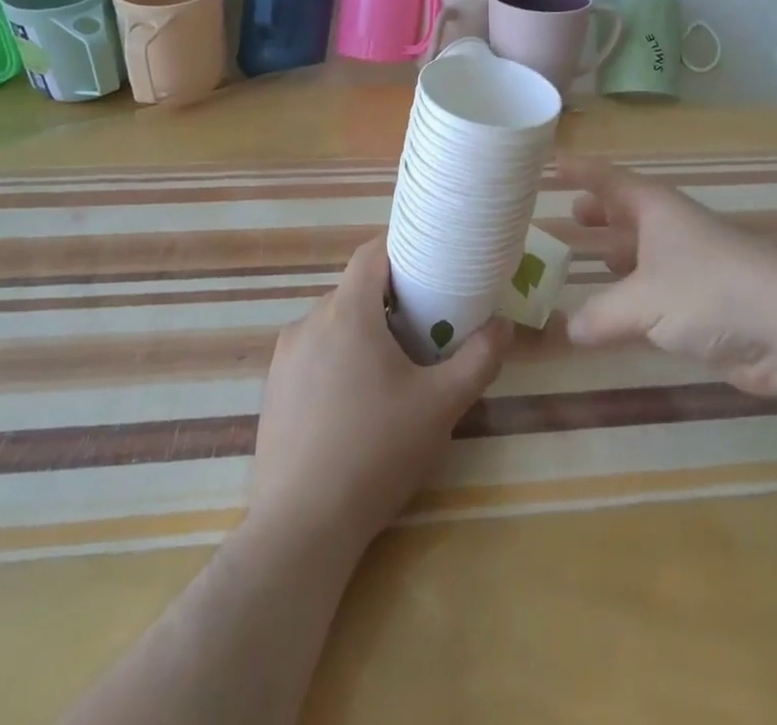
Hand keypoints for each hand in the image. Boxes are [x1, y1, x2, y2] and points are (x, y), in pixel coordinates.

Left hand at [248, 236, 512, 553]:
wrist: (301, 529)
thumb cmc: (376, 452)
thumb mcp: (442, 405)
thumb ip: (479, 359)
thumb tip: (504, 325)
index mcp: (347, 312)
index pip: (371, 253)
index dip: (402, 248)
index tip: (431, 263)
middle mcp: (308, 322)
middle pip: (355, 289)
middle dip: (390, 298)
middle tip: (425, 324)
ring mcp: (284, 358)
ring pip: (333, 323)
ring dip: (364, 330)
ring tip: (394, 368)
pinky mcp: (272, 391)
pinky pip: (312, 354)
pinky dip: (338, 358)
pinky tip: (356, 403)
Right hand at [560, 157, 776, 396]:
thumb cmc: (710, 292)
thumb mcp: (644, 301)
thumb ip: (602, 314)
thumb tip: (569, 328)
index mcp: (656, 210)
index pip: (609, 179)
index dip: (581, 171)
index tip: (552, 162)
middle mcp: (671, 230)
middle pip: (628, 212)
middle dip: (599, 213)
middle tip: (567, 215)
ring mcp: (690, 267)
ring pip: (642, 253)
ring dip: (615, 255)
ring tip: (583, 260)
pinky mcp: (704, 304)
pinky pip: (655, 292)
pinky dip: (632, 298)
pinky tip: (616, 315)